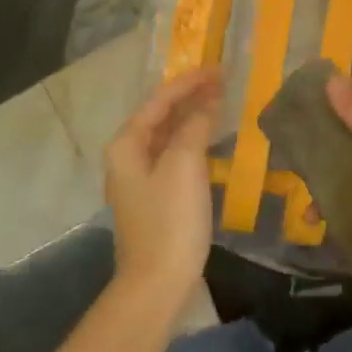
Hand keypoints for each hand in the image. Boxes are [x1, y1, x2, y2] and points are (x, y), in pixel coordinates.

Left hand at [105, 67, 220, 306]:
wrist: (157, 282)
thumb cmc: (170, 220)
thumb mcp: (184, 165)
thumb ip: (194, 126)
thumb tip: (207, 102)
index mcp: (127, 144)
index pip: (159, 100)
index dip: (189, 82)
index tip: (219, 69)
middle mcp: (127, 157)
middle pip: (160, 116)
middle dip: (190, 97)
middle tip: (224, 82)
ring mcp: (139, 179)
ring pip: (167, 137)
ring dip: (192, 119)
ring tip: (221, 103)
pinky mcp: (154, 198)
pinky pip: (173, 157)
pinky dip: (192, 142)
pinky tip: (210, 142)